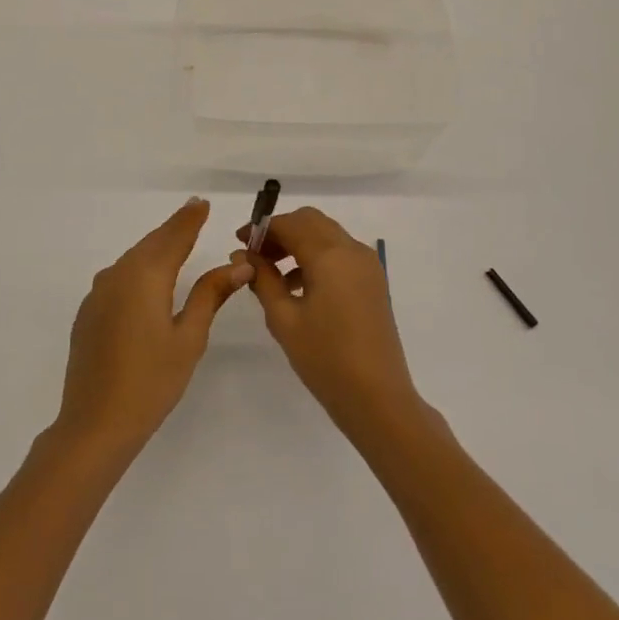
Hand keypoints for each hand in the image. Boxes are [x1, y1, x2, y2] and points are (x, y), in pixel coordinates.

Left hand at [55, 198, 253, 459]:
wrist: (95, 422)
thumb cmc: (151, 381)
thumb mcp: (189, 338)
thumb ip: (210, 295)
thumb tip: (238, 266)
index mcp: (145, 276)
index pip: (173, 237)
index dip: (190, 219)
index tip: (202, 203)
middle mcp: (118, 275)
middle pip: (151, 243)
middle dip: (173, 229)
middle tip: (194, 214)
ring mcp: (98, 293)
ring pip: (132, 259)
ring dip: (155, 249)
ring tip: (176, 242)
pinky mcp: (88, 312)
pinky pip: (118, 278)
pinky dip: (137, 270)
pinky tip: (148, 281)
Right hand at [239, 207, 428, 443]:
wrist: (377, 397)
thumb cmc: (325, 359)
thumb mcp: (283, 319)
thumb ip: (262, 280)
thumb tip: (244, 255)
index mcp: (330, 255)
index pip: (290, 224)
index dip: (262, 228)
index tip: (240, 243)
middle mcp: (352, 250)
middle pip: (311, 222)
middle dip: (281, 231)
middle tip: (256, 255)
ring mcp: (367, 265)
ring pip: (327, 235)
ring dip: (298, 243)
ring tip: (271, 274)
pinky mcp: (373, 281)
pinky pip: (340, 254)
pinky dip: (316, 257)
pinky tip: (298, 287)